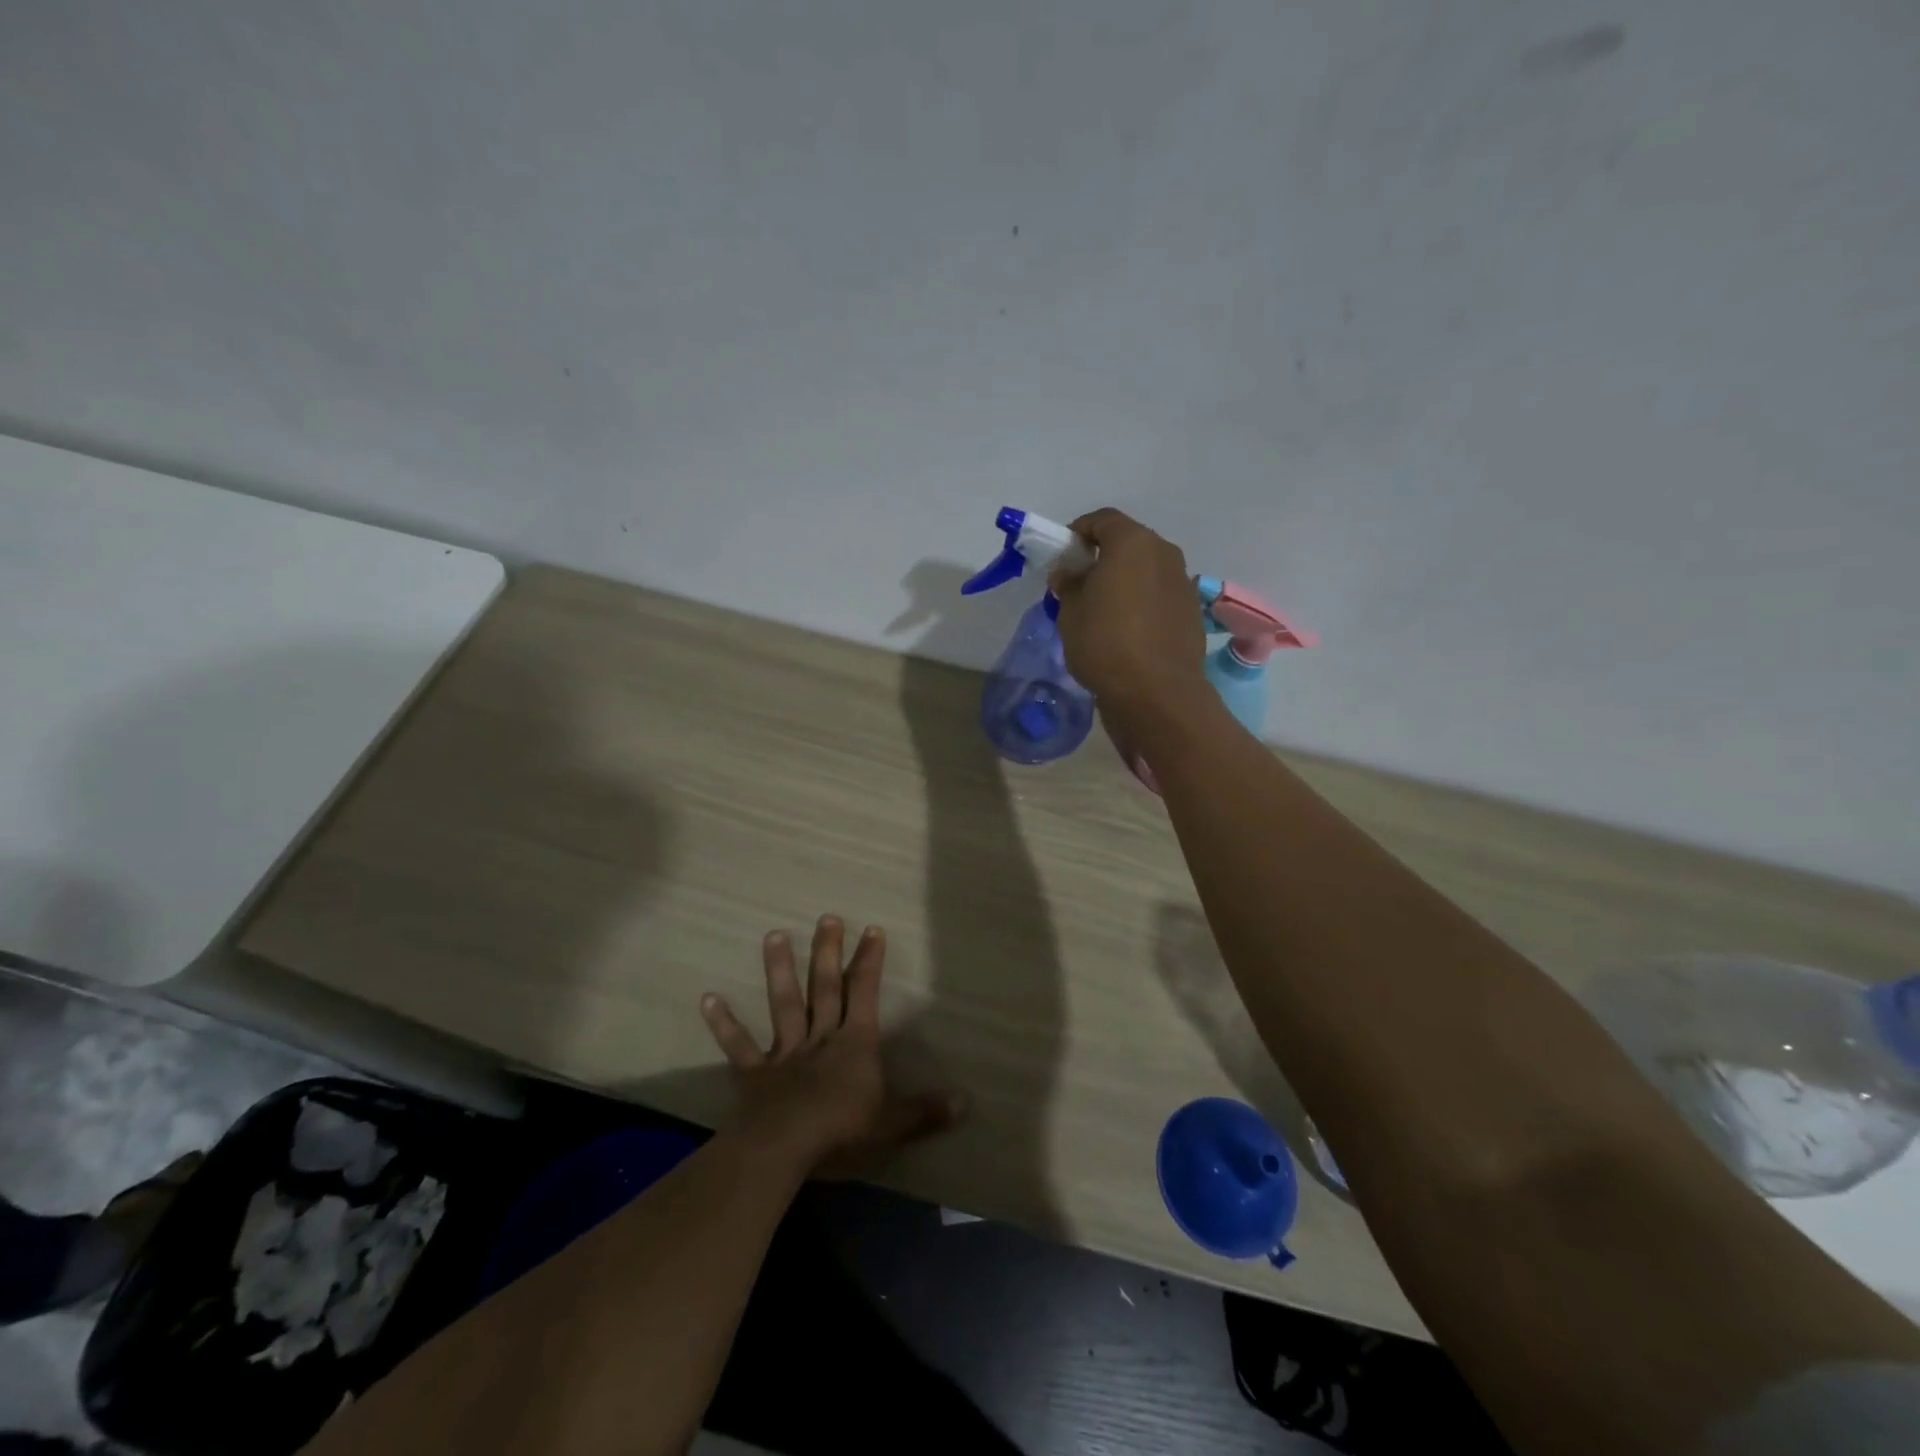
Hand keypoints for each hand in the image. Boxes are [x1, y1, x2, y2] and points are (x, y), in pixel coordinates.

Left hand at [700, 915, 965, 1177]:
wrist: (783, 1150)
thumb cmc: (842, 1132)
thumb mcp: (893, 1124)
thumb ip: (926, 1112)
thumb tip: (966, 1103)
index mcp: (853, 1044)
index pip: (864, 993)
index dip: (869, 962)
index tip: (871, 929)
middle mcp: (820, 1038)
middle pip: (824, 988)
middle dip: (827, 952)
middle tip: (827, 917)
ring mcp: (784, 1053)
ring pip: (783, 1004)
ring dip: (779, 970)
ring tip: (773, 935)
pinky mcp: (754, 1074)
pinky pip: (739, 1046)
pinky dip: (724, 1023)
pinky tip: (707, 999)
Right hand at [1050, 509, 1207, 723]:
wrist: (1157, 692)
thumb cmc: (1105, 643)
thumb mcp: (1070, 612)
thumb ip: (1068, 584)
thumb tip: (1069, 573)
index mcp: (1132, 542)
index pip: (1102, 520)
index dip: (1078, 532)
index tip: (1062, 555)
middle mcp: (1164, 553)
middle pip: (1128, 543)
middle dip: (1103, 556)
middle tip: (1080, 582)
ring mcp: (1183, 582)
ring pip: (1146, 570)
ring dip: (1125, 580)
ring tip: (1103, 609)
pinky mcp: (1191, 612)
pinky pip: (1159, 595)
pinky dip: (1142, 602)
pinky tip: (1127, 629)